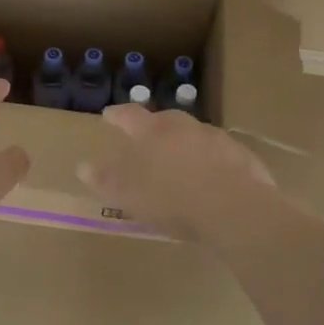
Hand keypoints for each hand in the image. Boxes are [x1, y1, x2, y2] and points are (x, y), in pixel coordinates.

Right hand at [77, 104, 282, 240]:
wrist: (236, 210)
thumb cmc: (174, 200)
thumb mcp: (130, 195)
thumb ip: (105, 179)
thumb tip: (82, 166)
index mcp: (153, 131)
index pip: (129, 115)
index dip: (117, 115)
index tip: (108, 115)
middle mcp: (184, 126)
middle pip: (165, 119)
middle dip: (153, 126)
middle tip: (147, 138)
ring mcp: (216, 139)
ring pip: (193, 135)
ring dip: (184, 143)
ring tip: (179, 162)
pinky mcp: (241, 156)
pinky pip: (218, 153)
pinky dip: (209, 160)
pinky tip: (209, 179)